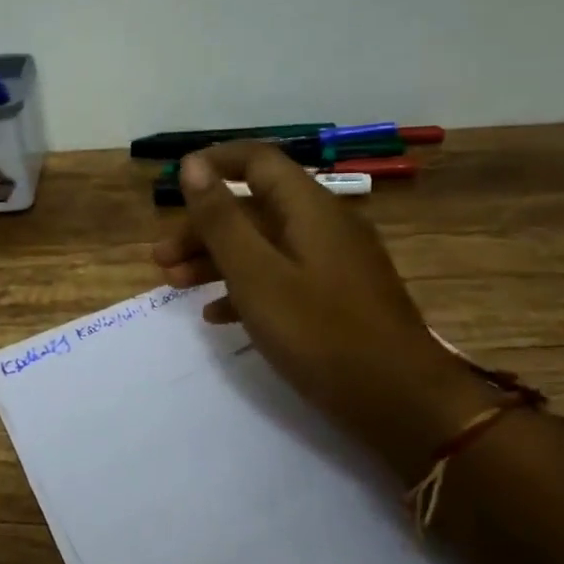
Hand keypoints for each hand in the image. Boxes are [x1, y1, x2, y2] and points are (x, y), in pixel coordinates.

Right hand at [152, 143, 500, 478]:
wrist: (402, 403)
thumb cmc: (320, 334)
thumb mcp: (257, 276)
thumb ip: (221, 220)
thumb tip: (192, 165)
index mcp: (309, 209)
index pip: (258, 160)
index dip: (214, 164)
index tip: (173, 184)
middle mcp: (325, 225)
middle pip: (255, 207)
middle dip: (204, 228)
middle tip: (162, 259)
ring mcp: (335, 263)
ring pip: (265, 245)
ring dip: (217, 260)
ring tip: (176, 286)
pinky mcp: (338, 297)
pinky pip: (283, 277)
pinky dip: (247, 287)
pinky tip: (218, 316)